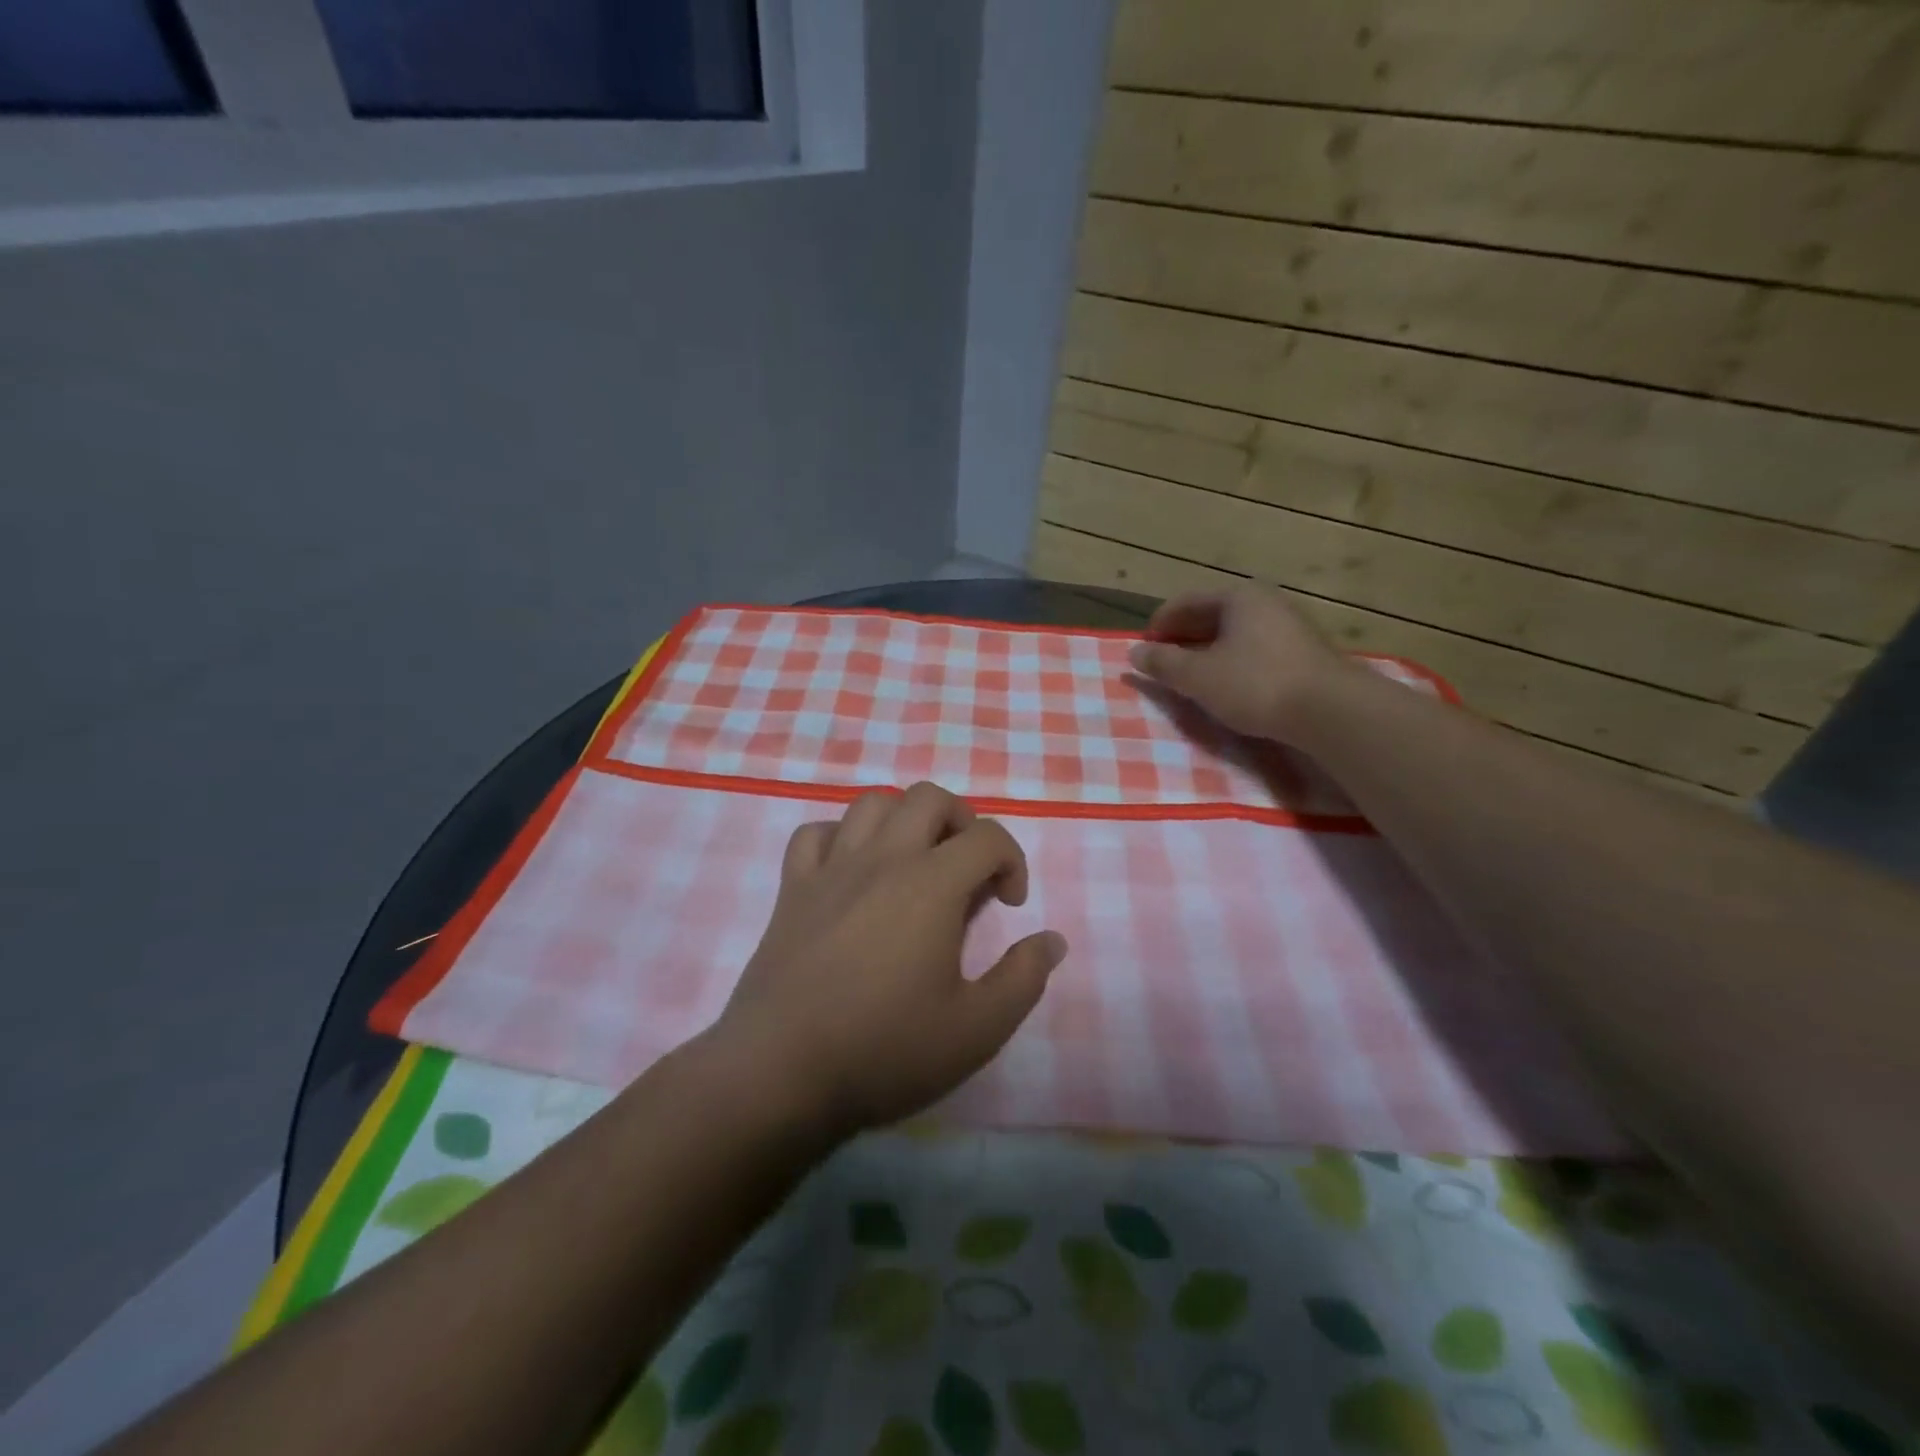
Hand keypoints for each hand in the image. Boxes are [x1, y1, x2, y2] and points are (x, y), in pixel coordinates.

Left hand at [710, 783, 1066, 1137]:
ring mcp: (831, 869)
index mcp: (932, 885)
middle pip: (928, 798)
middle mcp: (882, 859)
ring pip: (871, 804)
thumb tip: (1052, 940)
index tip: (1010, 905)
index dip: (1012, 861)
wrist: (781, 1073)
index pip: (987, 836)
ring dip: (904, 819)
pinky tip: (852, 871)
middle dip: (962, 822)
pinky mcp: (792, 889)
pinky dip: (841, 838)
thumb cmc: (886, 1050)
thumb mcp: (977, 1029)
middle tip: (968, 869)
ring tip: (916, 861)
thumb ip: (1024, 978)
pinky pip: (815, 834)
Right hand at [1127, 584, 1353, 741]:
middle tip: (1163, 664)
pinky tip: (1227, 686)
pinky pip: (1255, 650)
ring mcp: (1289, 626)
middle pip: (1211, 616)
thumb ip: (1163, 664)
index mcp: (1238, 597)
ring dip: (1208, 653)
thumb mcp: (1198, 677)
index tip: (1143, 650)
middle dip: (1183, 639)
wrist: (1330, 711)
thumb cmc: (1255, 684)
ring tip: (1191, 678)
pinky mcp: (1304, 653)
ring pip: (1235, 635)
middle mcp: (1265, 602)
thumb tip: (1134, 653)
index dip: (1159, 625)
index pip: (1186, 602)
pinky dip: (1232, 663)